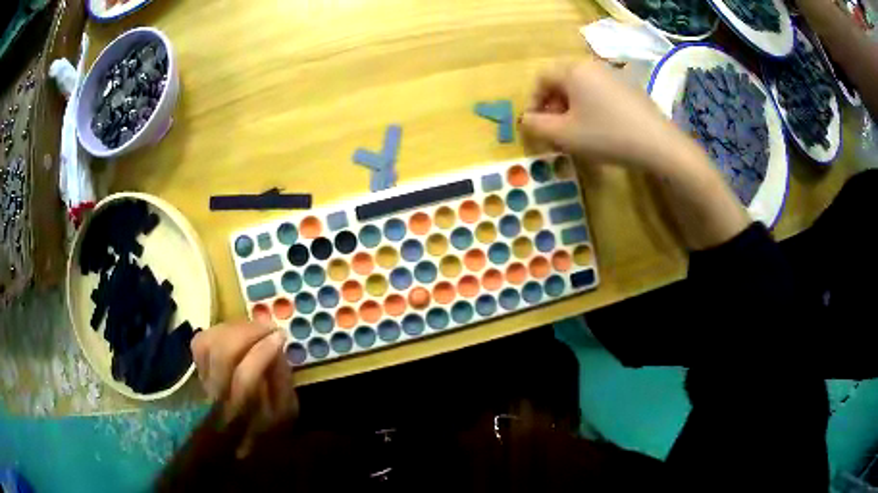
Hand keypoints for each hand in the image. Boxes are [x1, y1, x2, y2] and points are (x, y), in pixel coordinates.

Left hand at [191, 322, 298, 430]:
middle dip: (247, 333)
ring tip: (253, 328)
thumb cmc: (265, 430)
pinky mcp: (196, 370)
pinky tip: (235, 333)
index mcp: (243, 414)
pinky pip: (200, 341)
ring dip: (233, 328)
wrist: (231, 442)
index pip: (246, 379)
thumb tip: (276, 344)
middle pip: (222, 355)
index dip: (262, 352)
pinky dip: (218, 331)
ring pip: (207, 343)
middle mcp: (217, 397)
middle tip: (267, 327)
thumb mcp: (286, 413)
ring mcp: (202, 382)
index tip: (280, 335)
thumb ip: (282, 381)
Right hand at [520, 59, 687, 171]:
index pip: (541, 78)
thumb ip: (537, 126)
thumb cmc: (606, 135)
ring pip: (582, 87)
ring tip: (576, 131)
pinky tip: (600, 128)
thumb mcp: (564, 135)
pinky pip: (600, 92)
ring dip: (571, 107)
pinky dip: (591, 106)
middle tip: (555, 129)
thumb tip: (527, 120)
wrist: (657, 144)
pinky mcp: (629, 87)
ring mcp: (613, 74)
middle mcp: (592, 65)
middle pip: (562, 80)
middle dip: (553, 105)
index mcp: (573, 70)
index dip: (533, 101)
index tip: (535, 125)